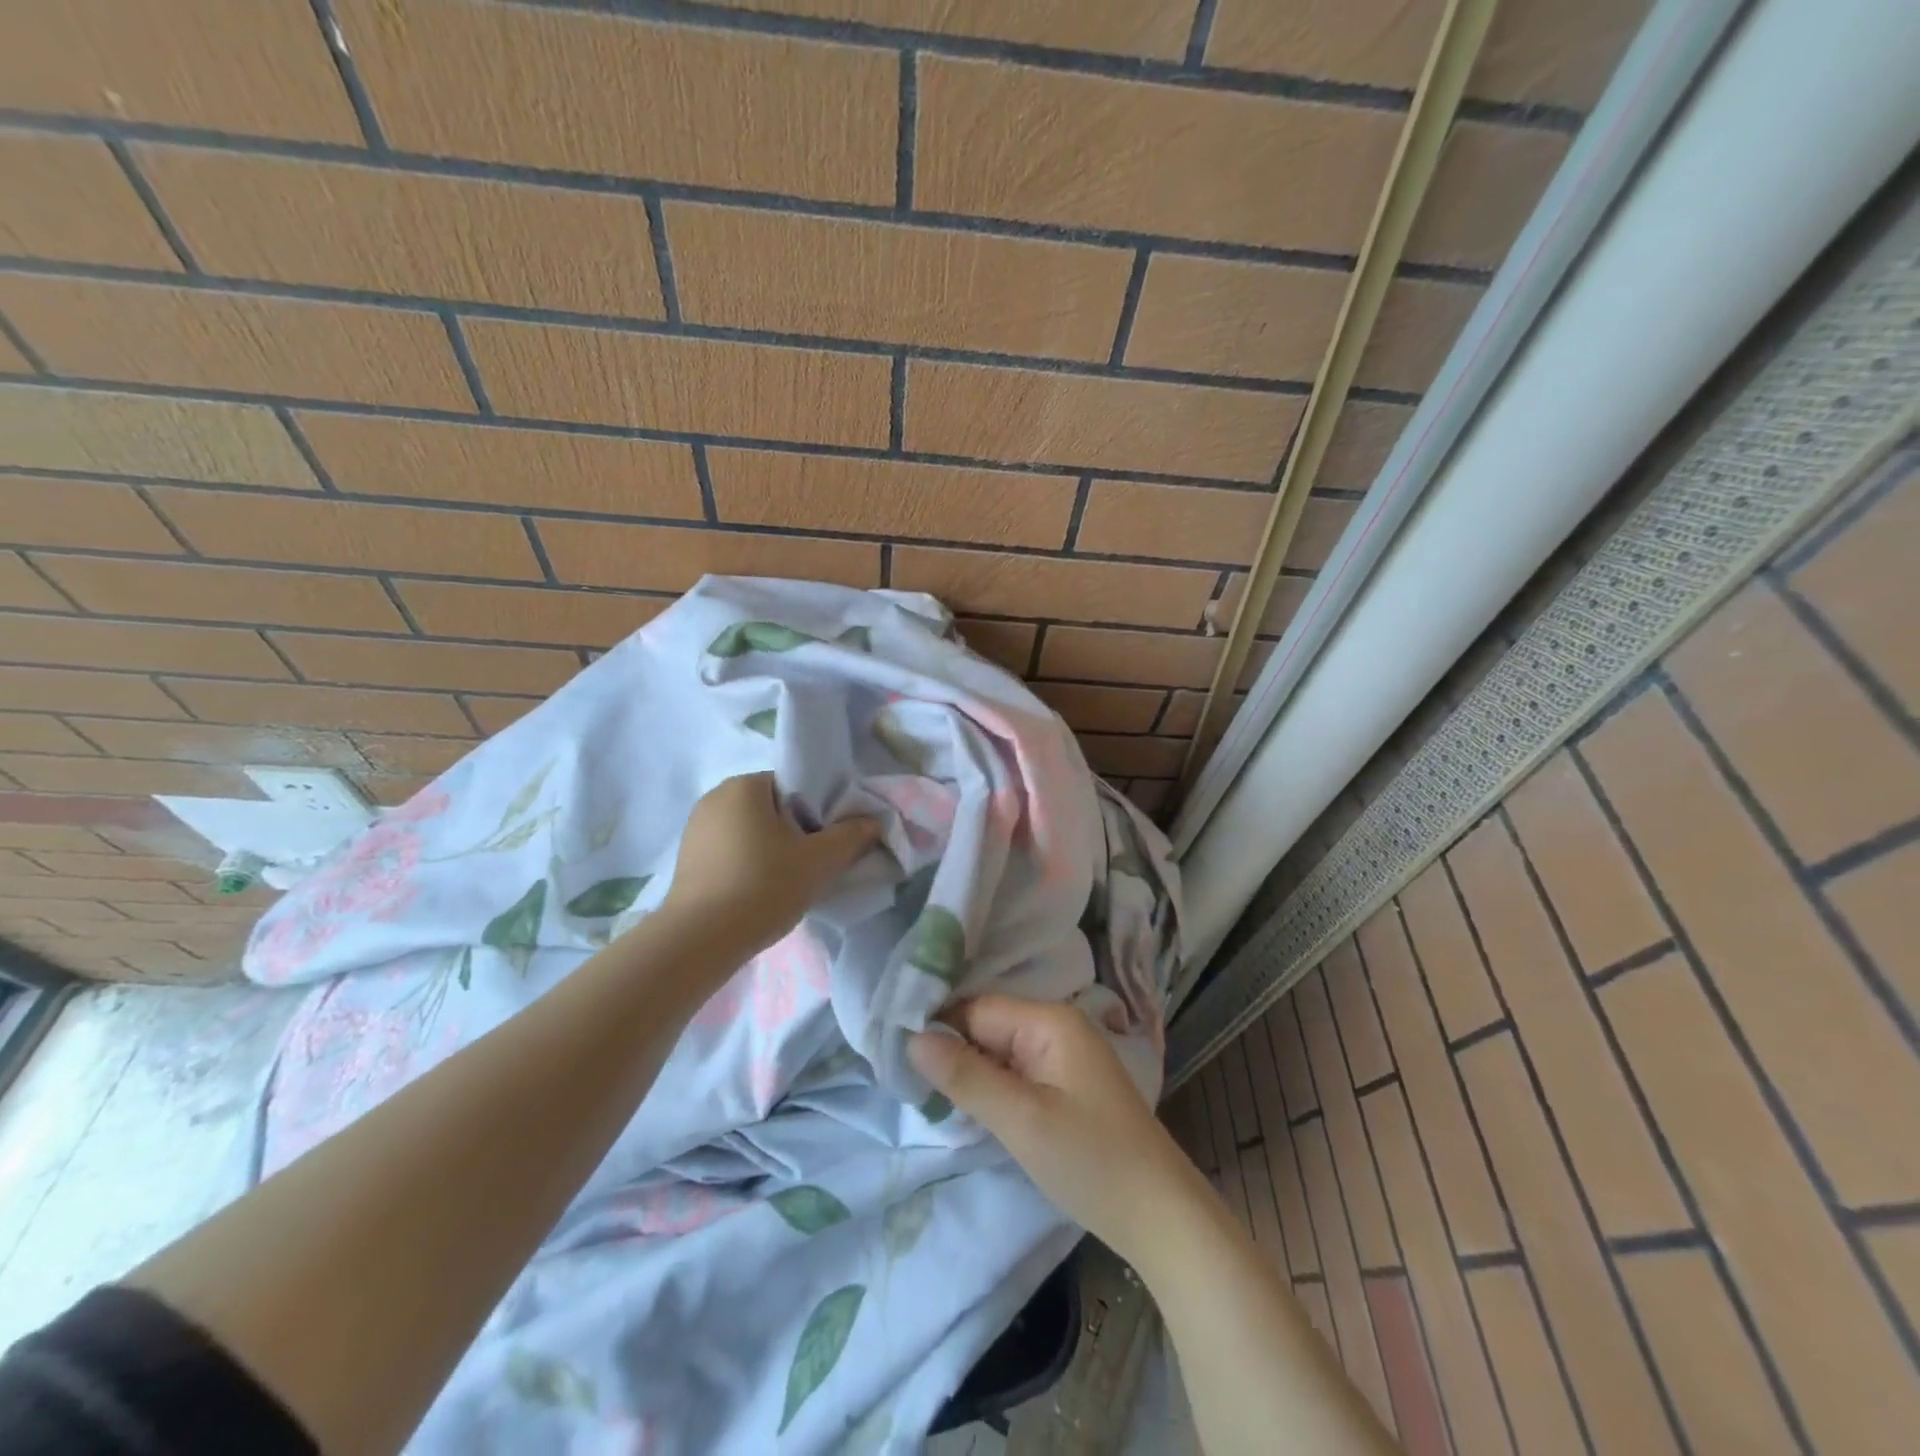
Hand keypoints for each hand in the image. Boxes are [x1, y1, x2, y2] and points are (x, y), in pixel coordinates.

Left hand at [661, 773, 880, 959]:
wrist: (699, 940)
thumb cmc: (763, 886)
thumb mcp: (819, 861)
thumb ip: (851, 836)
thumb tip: (872, 821)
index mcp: (745, 785)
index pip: (794, 786)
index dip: (818, 811)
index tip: (828, 841)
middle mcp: (715, 797)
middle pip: (772, 808)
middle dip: (794, 832)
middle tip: (813, 864)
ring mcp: (695, 828)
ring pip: (750, 831)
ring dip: (771, 849)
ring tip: (787, 882)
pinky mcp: (686, 858)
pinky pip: (729, 851)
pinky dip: (747, 864)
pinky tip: (758, 892)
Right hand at [908, 995, 1205, 1260]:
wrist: (1161, 1216)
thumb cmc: (1091, 1161)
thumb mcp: (1021, 1120)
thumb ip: (966, 1077)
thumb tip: (912, 1038)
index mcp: (1049, 1020)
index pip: (976, 1009)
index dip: (940, 1031)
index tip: (898, 1061)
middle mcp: (1057, 1026)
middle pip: (987, 1026)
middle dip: (953, 1054)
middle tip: (911, 1087)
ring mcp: (1064, 1055)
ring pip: (999, 1050)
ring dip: (971, 1074)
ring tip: (932, 1099)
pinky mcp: (1066, 1084)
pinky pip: (1017, 1071)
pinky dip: (993, 1088)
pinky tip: (973, 1110)